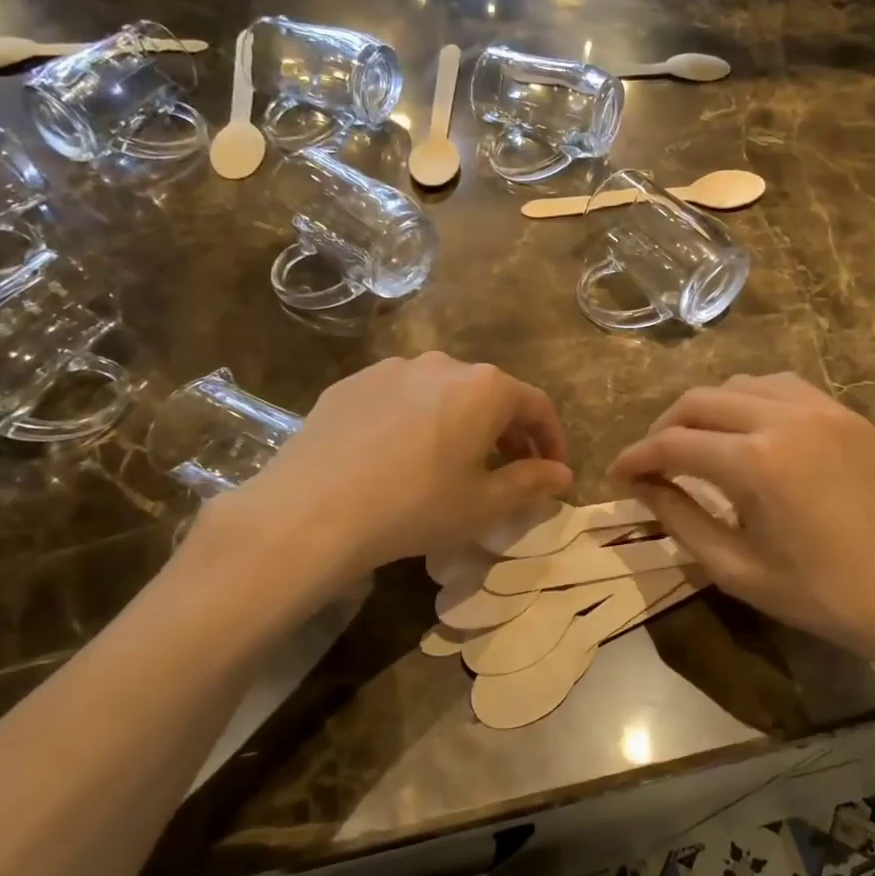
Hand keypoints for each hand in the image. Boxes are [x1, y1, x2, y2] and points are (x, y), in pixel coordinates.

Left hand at [192, 353, 572, 584]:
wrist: (311, 511)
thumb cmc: (415, 507)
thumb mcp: (483, 504)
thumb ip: (531, 483)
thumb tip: (563, 474)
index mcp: (484, 387)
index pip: (536, 405)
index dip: (552, 439)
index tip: (553, 471)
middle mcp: (442, 364)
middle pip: (490, 394)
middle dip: (507, 431)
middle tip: (507, 470)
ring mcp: (391, 368)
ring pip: (443, 392)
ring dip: (460, 421)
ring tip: (451, 461)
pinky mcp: (352, 383)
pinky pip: (400, 397)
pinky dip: (415, 419)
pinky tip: (398, 455)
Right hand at [610, 374, 874, 677]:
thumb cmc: (822, 595)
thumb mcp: (737, 568)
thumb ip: (680, 520)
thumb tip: (642, 485)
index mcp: (755, 463)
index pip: (674, 443)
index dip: (637, 457)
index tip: (618, 473)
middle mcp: (783, 418)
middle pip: (699, 401)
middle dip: (664, 427)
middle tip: (652, 461)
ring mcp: (820, 408)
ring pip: (739, 384)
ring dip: (706, 410)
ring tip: (698, 444)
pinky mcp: (845, 413)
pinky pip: (781, 386)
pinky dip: (750, 400)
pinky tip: (748, 430)